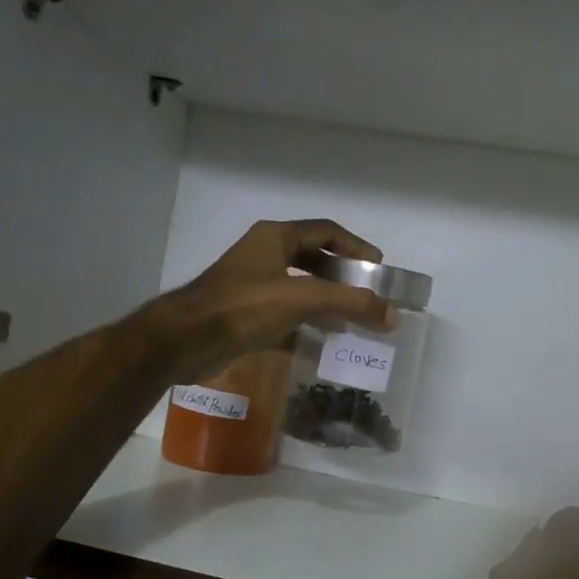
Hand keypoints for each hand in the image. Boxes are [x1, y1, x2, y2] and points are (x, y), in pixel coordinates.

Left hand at [156, 219, 397, 381]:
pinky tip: (322, 346)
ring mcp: (253, 288)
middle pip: (314, 261)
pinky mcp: (246, 318)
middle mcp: (264, 257)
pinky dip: (305, 329)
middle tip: (368, 298)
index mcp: (275, 238)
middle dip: (343, 280)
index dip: (356, 247)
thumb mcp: (302, 298)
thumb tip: (393, 315)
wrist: (185, 340)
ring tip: (352, 324)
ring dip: (326, 306)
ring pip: (300, 291)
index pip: (326, 232)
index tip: (379, 268)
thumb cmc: (243, 306)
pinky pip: (285, 319)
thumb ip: (350, 304)